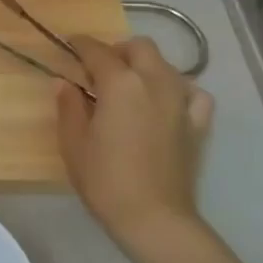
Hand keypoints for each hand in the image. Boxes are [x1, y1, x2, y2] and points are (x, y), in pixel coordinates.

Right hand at [57, 36, 214, 252]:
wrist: (154, 218)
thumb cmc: (105, 180)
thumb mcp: (73, 143)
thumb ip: (69, 106)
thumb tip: (65, 83)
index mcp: (120, 84)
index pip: (98, 51)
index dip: (81, 44)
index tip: (70, 43)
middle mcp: (155, 82)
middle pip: (139, 48)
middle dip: (118, 50)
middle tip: (99, 69)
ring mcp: (181, 102)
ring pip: (166, 65)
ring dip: (145, 67)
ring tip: (130, 86)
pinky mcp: (198, 124)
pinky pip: (193, 92)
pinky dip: (178, 89)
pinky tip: (166, 102)